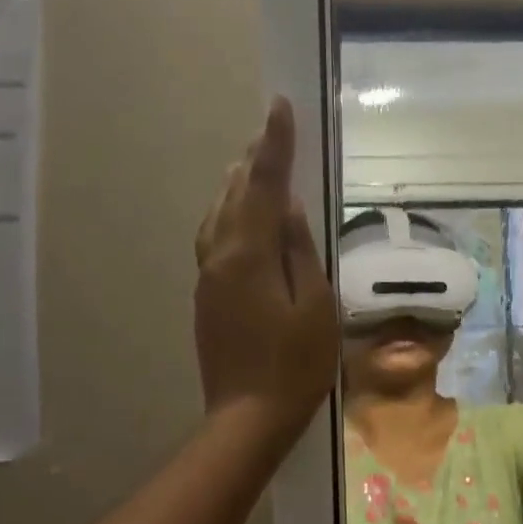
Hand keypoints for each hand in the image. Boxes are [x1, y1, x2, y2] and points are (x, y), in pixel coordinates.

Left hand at [193, 97, 338, 447]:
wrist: (248, 416)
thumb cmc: (296, 364)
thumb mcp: (316, 305)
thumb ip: (300, 251)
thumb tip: (290, 208)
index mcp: (248, 255)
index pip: (263, 186)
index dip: (274, 145)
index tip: (279, 106)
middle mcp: (219, 256)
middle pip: (233, 194)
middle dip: (253, 159)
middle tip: (271, 131)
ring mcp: (207, 276)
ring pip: (217, 214)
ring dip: (236, 183)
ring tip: (254, 163)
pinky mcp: (206, 295)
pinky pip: (215, 237)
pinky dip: (229, 212)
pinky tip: (241, 216)